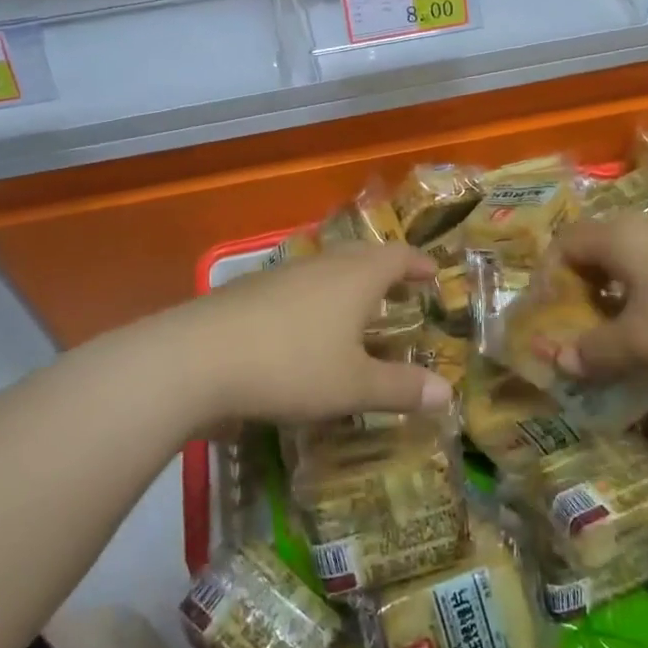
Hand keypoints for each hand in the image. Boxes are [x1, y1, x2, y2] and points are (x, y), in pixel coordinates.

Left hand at [158, 244, 451, 423]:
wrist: (198, 357)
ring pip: (327, 268)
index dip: (418, 263)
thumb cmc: (291, 366)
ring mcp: (282, 274)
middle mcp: (322, 265)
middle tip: (401, 287)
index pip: (397, 256)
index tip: (434, 273)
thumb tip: (449, 393)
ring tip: (357, 307)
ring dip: (348, 281)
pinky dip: (316, 296)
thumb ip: (400, 388)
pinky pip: (298, 284)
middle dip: (385, 268)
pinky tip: (306, 325)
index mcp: (355, 277)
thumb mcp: (352, 386)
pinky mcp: (251, 290)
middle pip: (362, 255)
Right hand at [550, 213, 647, 380]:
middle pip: (594, 248)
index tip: (555, 320)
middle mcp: (642, 224)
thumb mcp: (644, 343)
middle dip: (582, 289)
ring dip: (617, 292)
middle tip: (587, 330)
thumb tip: (557, 360)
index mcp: (616, 237)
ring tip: (628, 333)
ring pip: (630, 257)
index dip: (549, 280)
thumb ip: (595, 351)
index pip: (562, 245)